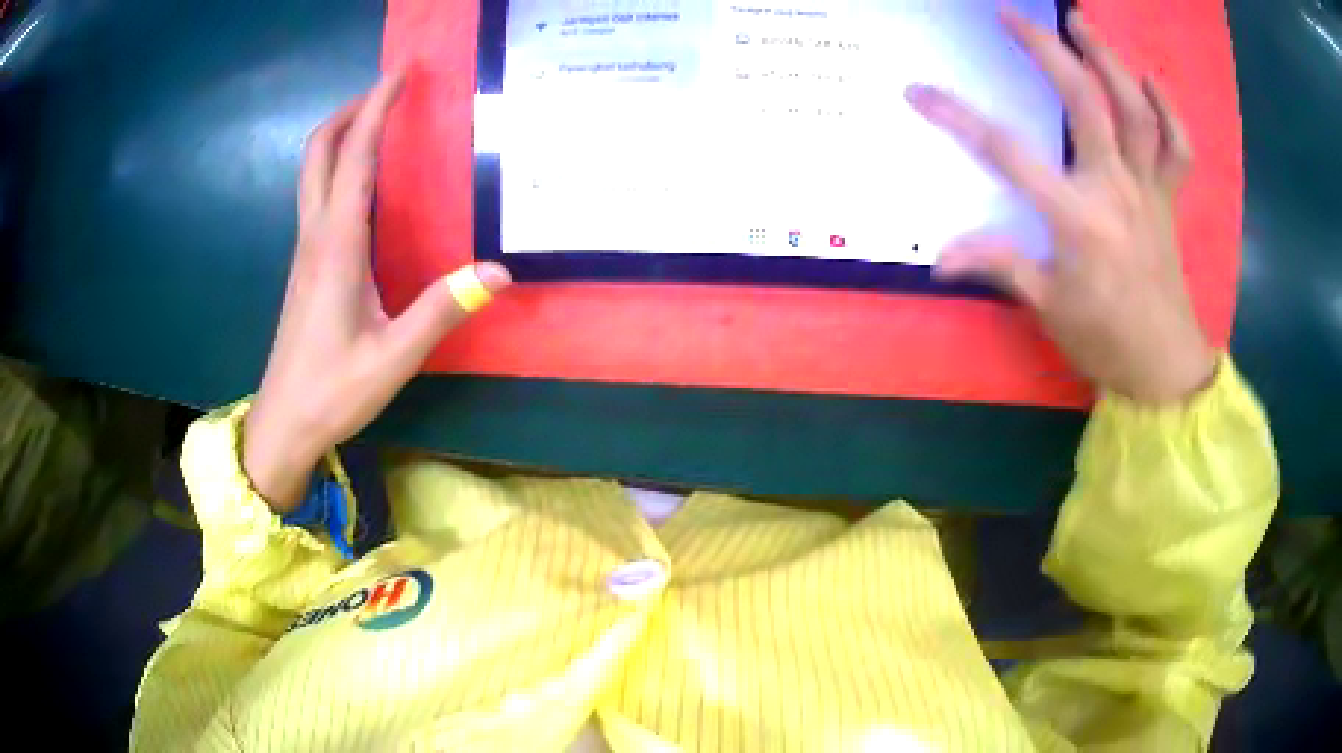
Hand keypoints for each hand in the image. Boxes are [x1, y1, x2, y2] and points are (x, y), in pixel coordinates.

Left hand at [244, 70, 510, 510]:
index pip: (355, 158)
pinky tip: (364, 182)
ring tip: (380, 122)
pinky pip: (318, 197)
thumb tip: (499, 271)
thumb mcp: (394, 357)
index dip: (376, 108)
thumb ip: (442, 310)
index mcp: (336, 248)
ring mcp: (305, 252)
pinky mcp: (306, 268)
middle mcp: (316, 238)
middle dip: (350, 111)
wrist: (283, 424)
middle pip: (318, 152)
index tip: (400, 72)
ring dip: (342, 135)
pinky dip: (340, 168)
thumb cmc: (333, 392)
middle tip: (388, 90)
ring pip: (313, 172)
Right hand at [907, 9, 1214, 403]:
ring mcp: (1148, 190)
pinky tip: (1148, 78)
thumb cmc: (1105, 341)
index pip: (1009, 155)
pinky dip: (1169, 110)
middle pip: (1085, 103)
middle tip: (1012, 16)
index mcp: (1078, 220)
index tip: (918, 91)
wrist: (1163, 367)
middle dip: (1046, 50)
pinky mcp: (1169, 198)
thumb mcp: (1048, 308)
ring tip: (1079, 22)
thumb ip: (1000, 266)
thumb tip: (939, 257)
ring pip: (1135, 111)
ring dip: (1108, 59)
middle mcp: (1116, 190)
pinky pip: (1178, 147)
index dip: (959, 119)